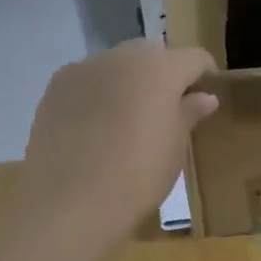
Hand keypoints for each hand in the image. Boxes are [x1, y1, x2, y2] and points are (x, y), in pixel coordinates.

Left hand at [18, 41, 219, 239]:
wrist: (70, 203)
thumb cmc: (138, 175)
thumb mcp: (175, 148)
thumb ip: (189, 114)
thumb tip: (203, 97)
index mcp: (160, 67)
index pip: (195, 58)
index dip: (205, 76)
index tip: (205, 101)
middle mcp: (122, 56)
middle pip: (153, 56)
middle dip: (163, 76)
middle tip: (166, 112)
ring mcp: (84, 68)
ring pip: (117, 66)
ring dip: (128, 84)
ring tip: (127, 122)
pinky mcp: (55, 88)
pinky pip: (87, 82)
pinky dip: (97, 95)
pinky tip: (95, 129)